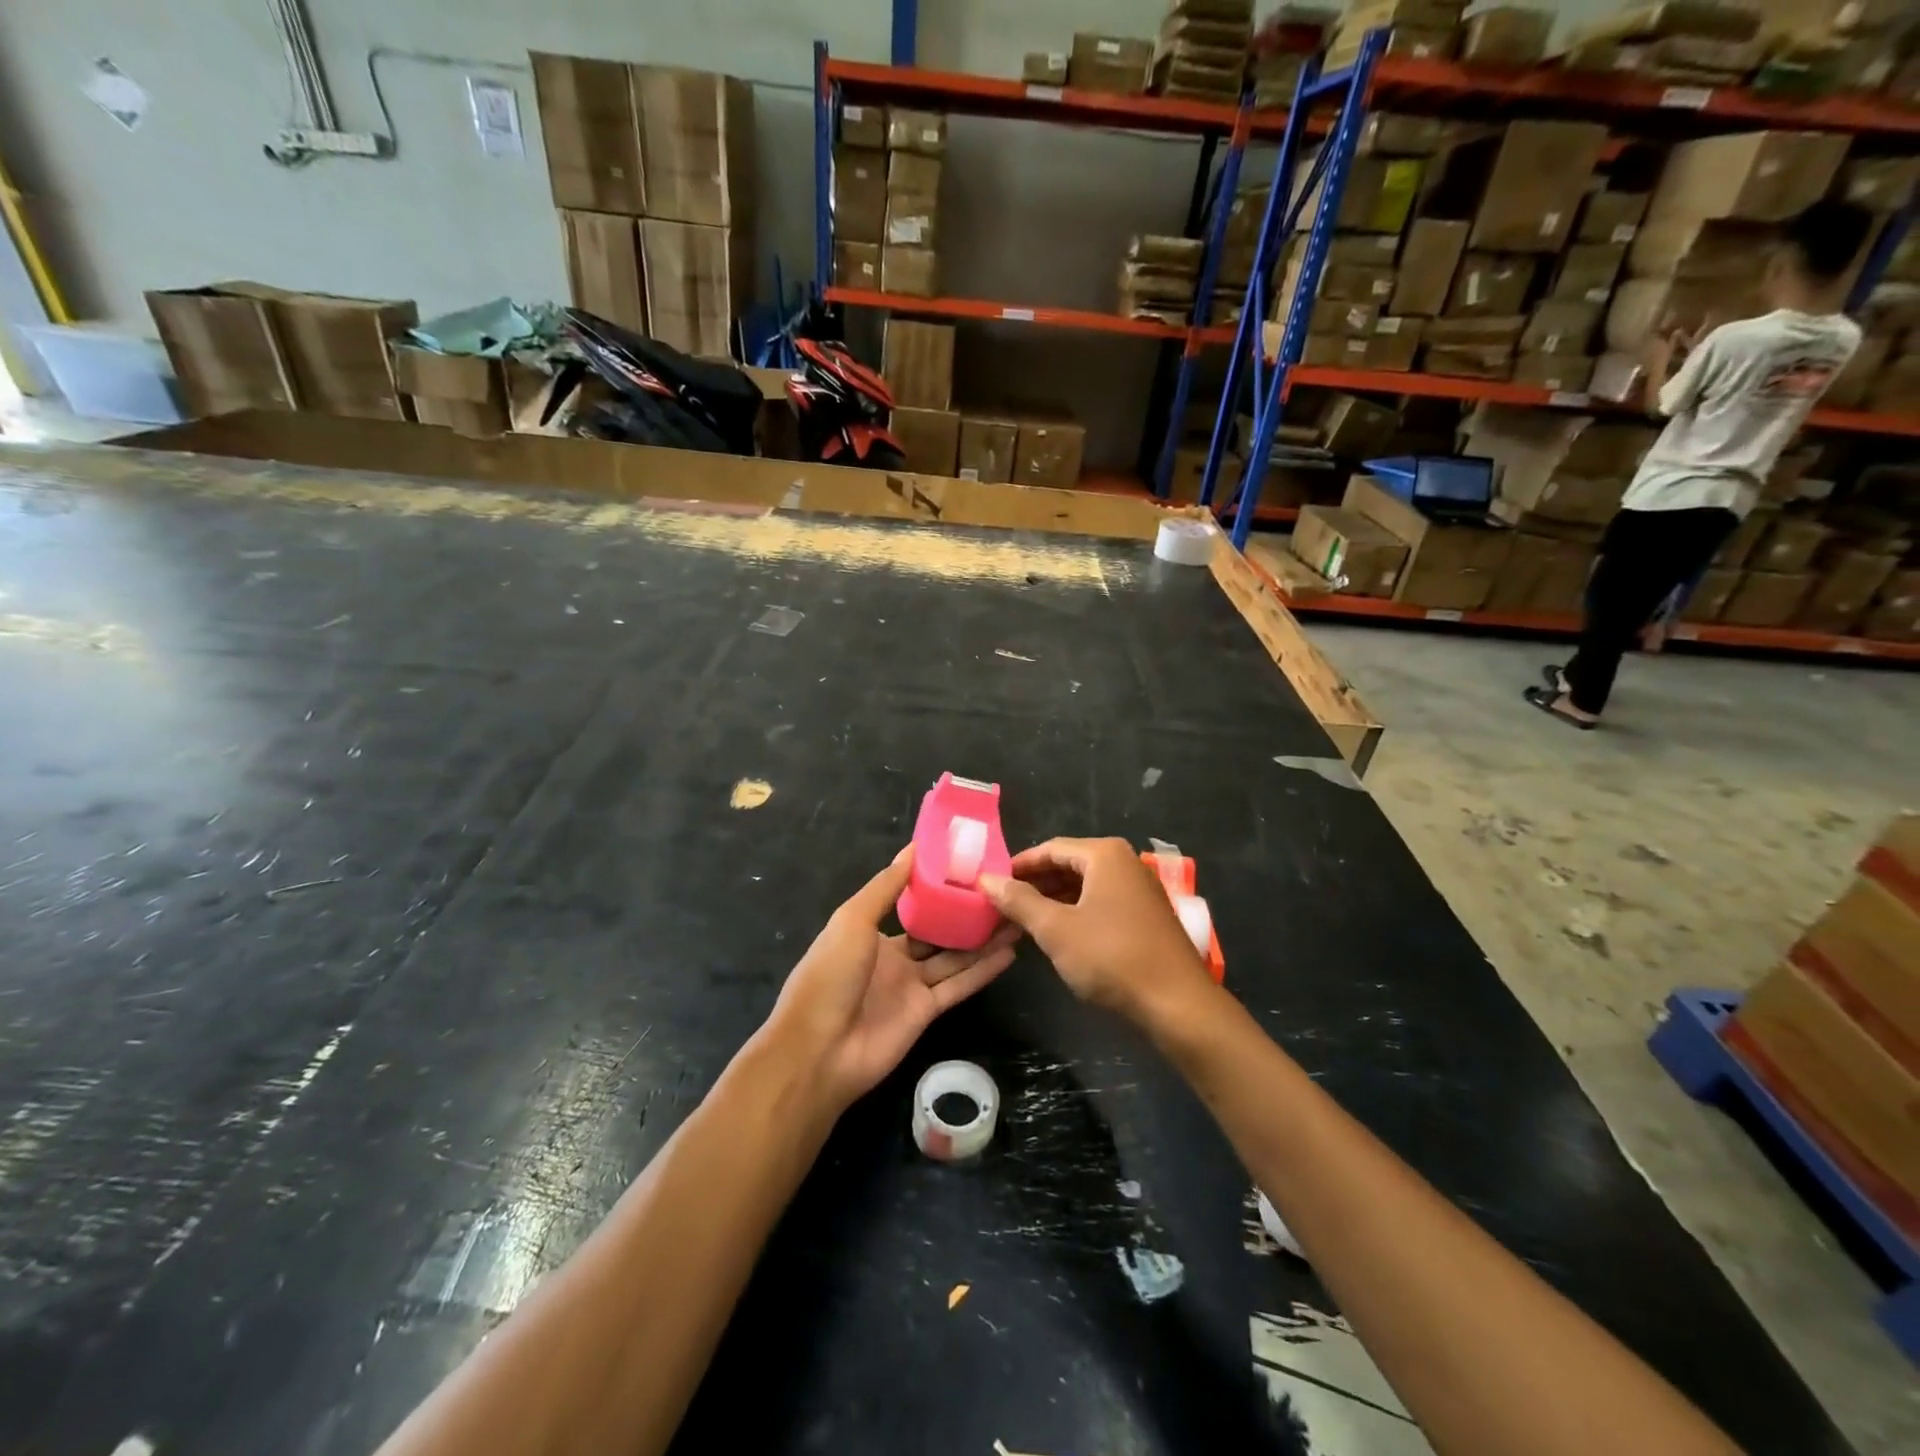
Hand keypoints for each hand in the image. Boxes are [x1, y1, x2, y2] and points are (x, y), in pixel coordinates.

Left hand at [768, 847, 1018, 1108]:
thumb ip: (886, 886)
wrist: (818, 1049)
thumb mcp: (853, 920)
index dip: (938, 889)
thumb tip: (914, 848)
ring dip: (983, 940)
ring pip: (955, 957)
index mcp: (871, 932)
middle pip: (938, 932)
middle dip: (966, 915)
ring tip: (1016, 917)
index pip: (911, 906)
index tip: (969, 868)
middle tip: (1002, 893)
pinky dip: (983, 970)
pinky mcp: (927, 1012)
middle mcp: (894, 958)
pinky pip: (959, 985)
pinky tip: (1010, 952)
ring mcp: (911, 986)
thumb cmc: (829, 973)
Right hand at [979, 838, 1210, 1023]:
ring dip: (1054, 900)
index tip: (992, 883)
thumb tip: (985, 879)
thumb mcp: (1055, 929)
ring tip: (1023, 920)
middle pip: (1069, 864)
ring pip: (1085, 886)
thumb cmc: (1111, 957)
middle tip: (1003, 904)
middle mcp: (1125, 863)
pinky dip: (1076, 912)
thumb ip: (1018, 901)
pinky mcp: (1146, 915)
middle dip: (1035, 883)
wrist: (1177, 1003)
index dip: (1018, 865)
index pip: (1050, 848)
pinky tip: (1058, 934)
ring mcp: (1139, 889)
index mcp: (1104, 855)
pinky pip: (1101, 902)